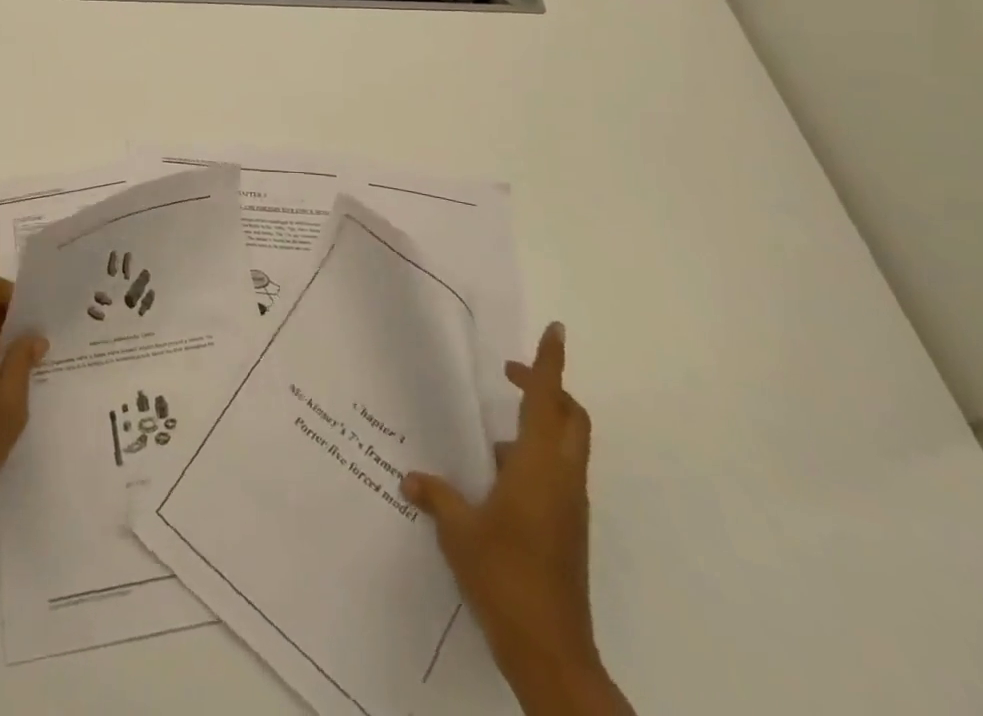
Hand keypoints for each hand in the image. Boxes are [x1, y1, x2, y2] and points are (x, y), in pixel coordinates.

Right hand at [403, 323, 625, 713]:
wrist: (551, 652)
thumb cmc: (504, 575)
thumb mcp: (458, 530)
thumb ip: (437, 495)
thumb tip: (412, 478)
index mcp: (539, 467)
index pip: (549, 400)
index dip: (551, 363)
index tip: (556, 330)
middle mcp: (562, 479)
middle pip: (570, 418)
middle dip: (546, 388)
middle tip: (508, 375)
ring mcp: (568, 507)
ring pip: (564, 447)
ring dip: (536, 426)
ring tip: (487, 433)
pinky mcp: (566, 530)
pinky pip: (554, 475)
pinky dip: (530, 459)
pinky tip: (491, 478)